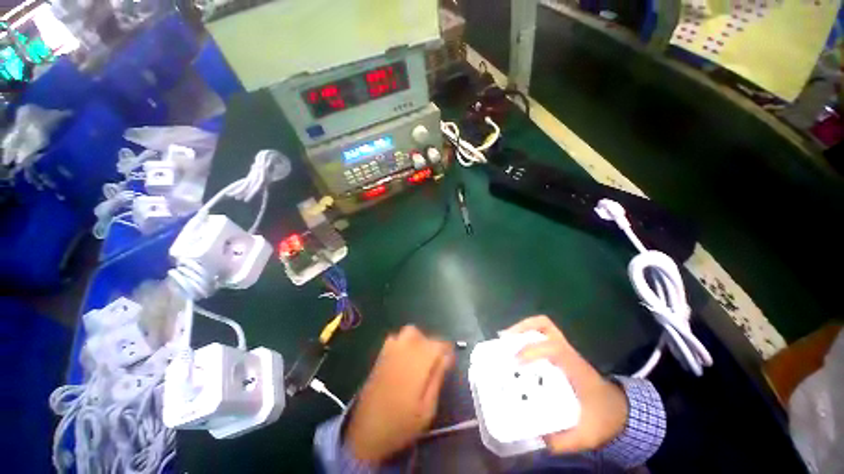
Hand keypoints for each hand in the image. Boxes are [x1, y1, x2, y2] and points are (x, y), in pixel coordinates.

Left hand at [346, 326, 454, 463]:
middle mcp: (404, 351)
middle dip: (433, 345)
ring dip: (419, 341)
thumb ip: (437, 378)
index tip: (450, 362)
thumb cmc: (401, 424)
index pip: (437, 344)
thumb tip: (446, 357)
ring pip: (409, 332)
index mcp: (417, 364)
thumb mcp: (427, 409)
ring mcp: (390, 351)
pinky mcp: (381, 355)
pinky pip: (396, 338)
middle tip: (436, 363)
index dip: (446, 350)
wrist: (366, 432)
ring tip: (421, 359)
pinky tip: (405, 358)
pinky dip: (405, 342)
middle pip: (424, 336)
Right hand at [505, 315, 628, 453]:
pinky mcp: (560, 353)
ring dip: (522, 329)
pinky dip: (526, 336)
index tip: (516, 361)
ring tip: (505, 341)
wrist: (618, 411)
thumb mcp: (585, 436)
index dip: (533, 349)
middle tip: (504, 341)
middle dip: (522, 329)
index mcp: (577, 370)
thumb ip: (562, 441)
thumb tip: (533, 435)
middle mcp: (569, 354)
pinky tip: (516, 349)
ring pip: (543, 326)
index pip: (555, 348)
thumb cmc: (602, 419)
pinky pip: (542, 336)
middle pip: (546, 326)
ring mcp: (565, 350)